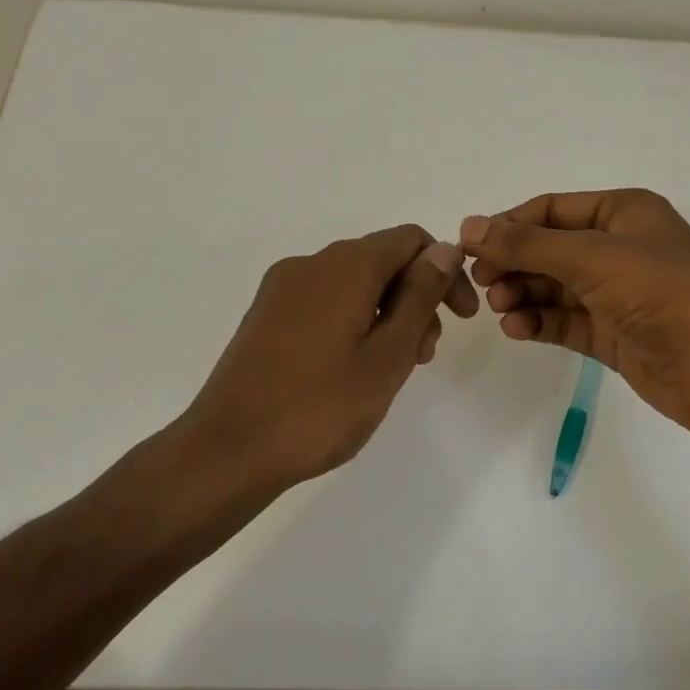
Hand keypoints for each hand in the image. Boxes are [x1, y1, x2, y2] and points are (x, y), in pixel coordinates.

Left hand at [178, 225, 477, 495]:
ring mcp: (282, 290)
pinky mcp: (266, 316)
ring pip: (354, 284)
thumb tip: (444, 250)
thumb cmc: (321, 406)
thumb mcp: (388, 354)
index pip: (411, 240)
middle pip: (381, 260)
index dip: (445, 272)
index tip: (460, 319)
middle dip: (416, 298)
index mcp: (345, 266)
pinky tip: (354, 368)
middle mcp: (310, 264)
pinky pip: (325, 302)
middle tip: (423, 355)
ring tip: (392, 369)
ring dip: (387, 313)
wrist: (229, 450)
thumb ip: (420, 296)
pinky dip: (354, 321)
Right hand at [461, 189, 689, 439]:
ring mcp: (618, 293)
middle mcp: (620, 248)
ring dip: (523, 294)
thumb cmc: (660, 292)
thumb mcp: (591, 257)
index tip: (468, 247)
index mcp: (624, 212)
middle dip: (514, 263)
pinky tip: (516, 329)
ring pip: (555, 287)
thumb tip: (469, 227)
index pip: (551, 209)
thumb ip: (526, 244)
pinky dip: (539, 322)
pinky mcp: (614, 334)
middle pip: (550, 248)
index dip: (508, 225)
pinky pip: (566, 321)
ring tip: (499, 308)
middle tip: (480, 283)